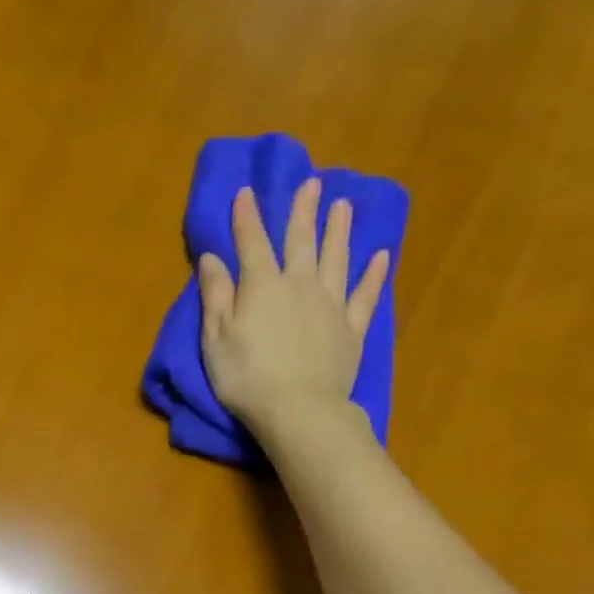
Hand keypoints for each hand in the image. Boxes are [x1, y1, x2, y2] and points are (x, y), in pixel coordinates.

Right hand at [199, 178, 389, 442]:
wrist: (298, 409)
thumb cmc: (246, 377)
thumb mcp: (216, 338)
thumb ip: (215, 296)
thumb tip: (212, 257)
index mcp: (262, 287)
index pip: (252, 243)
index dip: (247, 217)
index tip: (246, 191)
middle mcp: (300, 285)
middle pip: (302, 241)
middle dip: (303, 211)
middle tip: (312, 184)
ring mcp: (331, 305)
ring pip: (336, 259)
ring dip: (339, 231)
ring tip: (344, 206)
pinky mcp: (352, 329)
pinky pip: (365, 295)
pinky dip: (374, 275)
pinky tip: (381, 256)